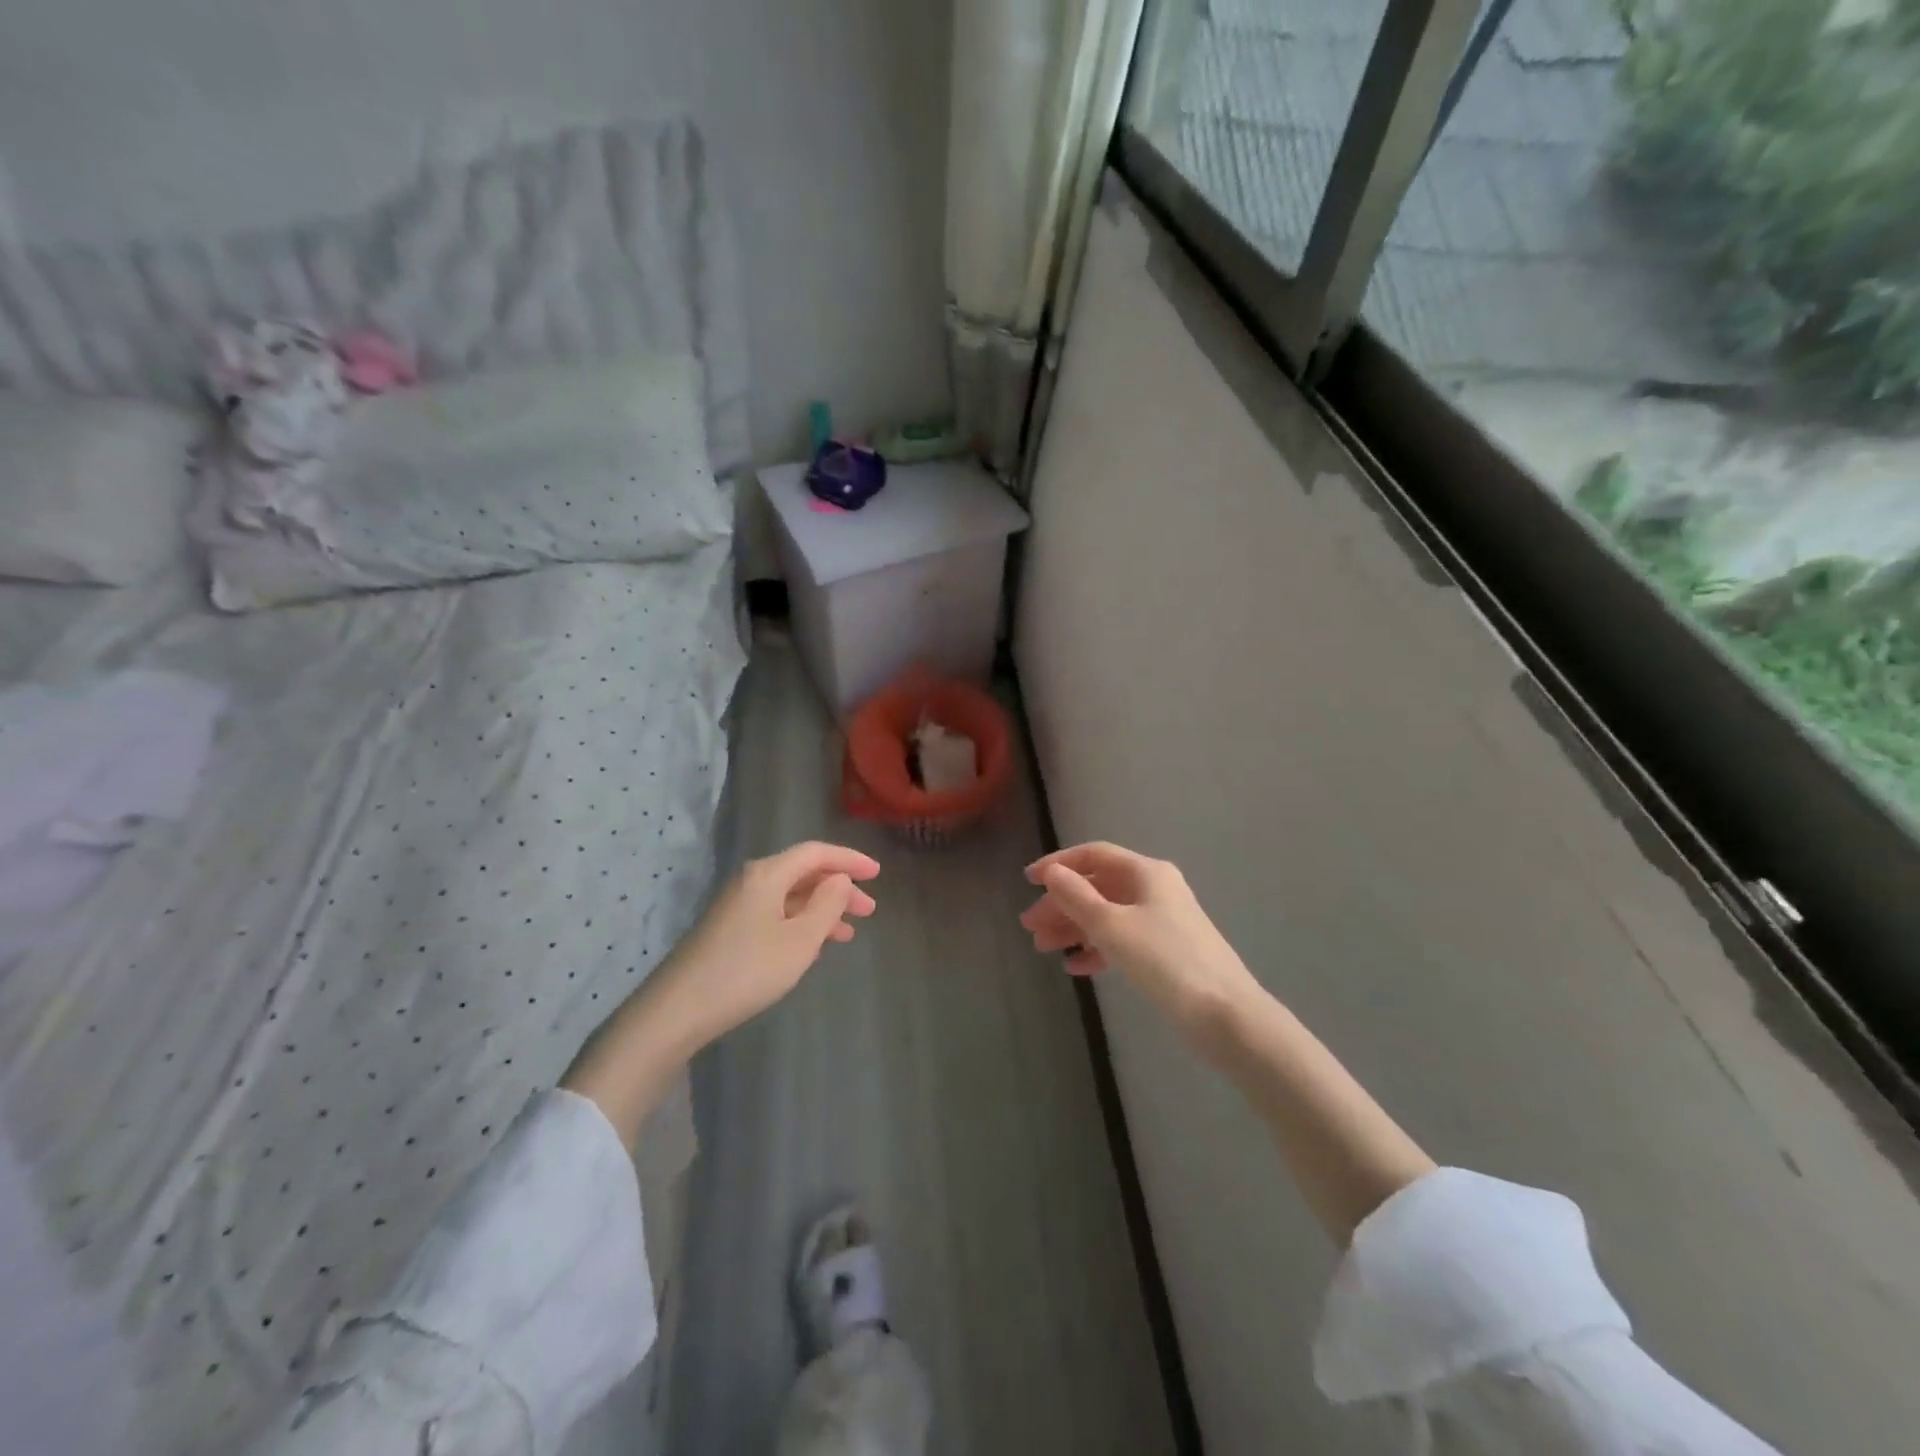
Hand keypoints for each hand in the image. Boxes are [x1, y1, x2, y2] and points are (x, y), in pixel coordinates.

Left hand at [562, 842, 877, 1145]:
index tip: (877, 873)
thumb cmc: (748, 970)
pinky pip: (776, 914)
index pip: (816, 852)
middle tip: (869, 910)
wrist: (679, 1009)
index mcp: (768, 874)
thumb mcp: (800, 940)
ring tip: (848, 933)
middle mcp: (751, 881)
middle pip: (803, 873)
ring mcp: (737, 906)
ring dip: (822, 909)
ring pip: (790, 896)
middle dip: (839, 888)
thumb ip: (827, 905)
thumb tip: (839, 880)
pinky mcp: (729, 929)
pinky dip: (801, 923)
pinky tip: (813, 947)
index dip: (849, 859)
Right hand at [1021, 842, 1258, 1046]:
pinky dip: (1097, 948)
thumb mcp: (1112, 926)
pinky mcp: (1165, 952)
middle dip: (1062, 904)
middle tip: (1030, 927)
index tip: (1028, 881)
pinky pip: (1122, 940)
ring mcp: (1162, 921)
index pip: (1094, 855)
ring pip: (1107, 915)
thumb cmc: (1164, 961)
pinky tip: (1076, 967)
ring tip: (1043, 949)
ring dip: (1074, 928)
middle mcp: (1154, 889)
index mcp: (1146, 873)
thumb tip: (1052, 873)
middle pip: (1098, 887)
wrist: (1224, 1015)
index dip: (1059, 865)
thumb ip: (1077, 897)